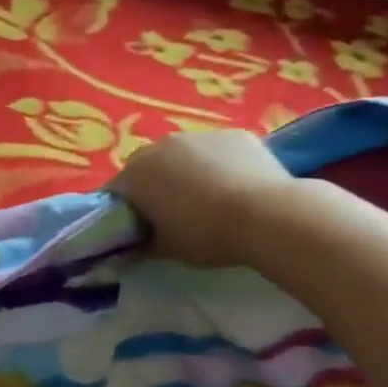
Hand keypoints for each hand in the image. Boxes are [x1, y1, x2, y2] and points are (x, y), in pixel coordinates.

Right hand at [111, 130, 297, 267]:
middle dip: (155, 185)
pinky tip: (239, 187)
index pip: (117, 190)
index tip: (140, 228)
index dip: (126, 210)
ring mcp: (199, 136)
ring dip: (188, 171)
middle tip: (174, 213)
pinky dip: (221, 164)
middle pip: (148, 166)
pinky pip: (218, 150)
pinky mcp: (234, 134)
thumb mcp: (168, 249)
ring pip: (184, 154)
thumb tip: (127, 252)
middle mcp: (160, 146)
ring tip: (211, 199)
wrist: (269, 215)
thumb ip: (141, 247)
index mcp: (136, 174)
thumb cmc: (207, 234)